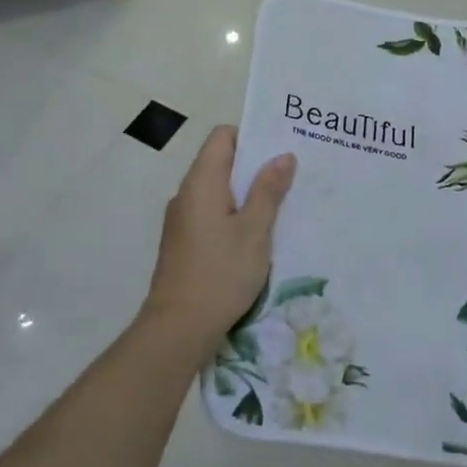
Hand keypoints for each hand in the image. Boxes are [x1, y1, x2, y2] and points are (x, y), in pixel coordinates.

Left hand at [143, 126, 296, 361]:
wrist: (177, 330)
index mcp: (201, 182)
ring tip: (279, 204)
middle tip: (290, 175)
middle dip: (254, 166)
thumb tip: (282, 155)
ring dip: (246, 193)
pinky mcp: (183, 243)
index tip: (279, 149)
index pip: (222, 136)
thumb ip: (268, 190)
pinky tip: (256, 235)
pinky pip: (211, 213)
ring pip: (217, 190)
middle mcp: (186, 194)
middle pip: (221, 162)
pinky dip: (233, 214)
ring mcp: (181, 220)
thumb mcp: (254, 231)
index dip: (250, 136)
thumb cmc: (220, 274)